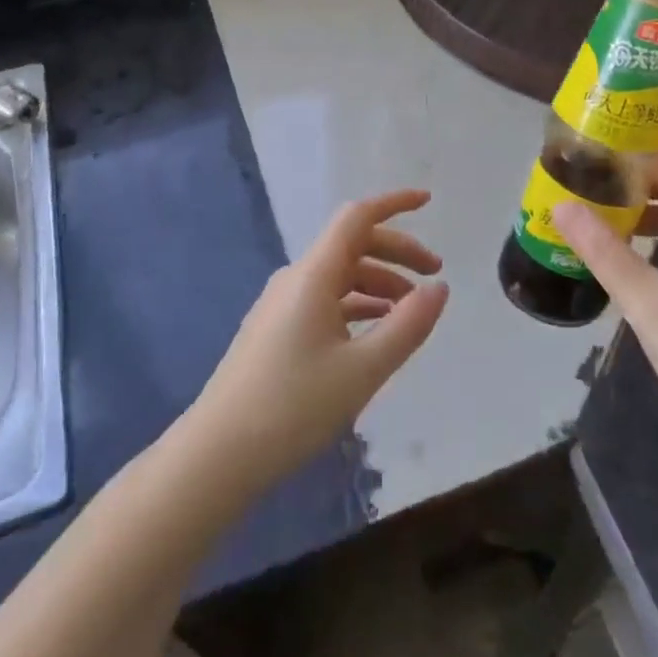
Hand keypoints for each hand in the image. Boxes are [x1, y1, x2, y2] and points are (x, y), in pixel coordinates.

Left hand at [188, 190, 448, 492]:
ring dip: (379, 282)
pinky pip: (325, 300)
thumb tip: (439, 288)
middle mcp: (296, 278)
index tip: (429, 202)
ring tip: (410, 310)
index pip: (358, 217)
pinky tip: (374, 331)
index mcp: (314, 274)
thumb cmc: (293, 407)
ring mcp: (282, 303)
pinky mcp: (275, 329)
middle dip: (397, 252)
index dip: (394, 204)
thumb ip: (407, 325)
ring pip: (340, 275)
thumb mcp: (363, 370)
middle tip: (434, 274)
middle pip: (353, 244)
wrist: (217, 454)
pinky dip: (357, 304)